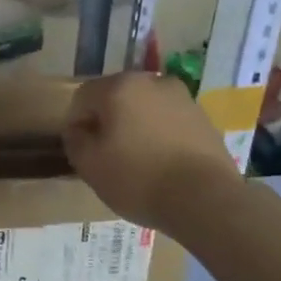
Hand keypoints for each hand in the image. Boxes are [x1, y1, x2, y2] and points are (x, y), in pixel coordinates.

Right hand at [63, 72, 238, 234]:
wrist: (205, 198)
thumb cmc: (138, 179)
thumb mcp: (90, 166)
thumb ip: (75, 140)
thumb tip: (77, 130)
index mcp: (120, 87)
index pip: (83, 97)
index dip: (76, 123)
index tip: (80, 150)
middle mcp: (152, 81)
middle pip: (116, 97)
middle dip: (107, 121)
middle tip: (106, 155)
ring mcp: (182, 98)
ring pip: (145, 108)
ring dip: (135, 126)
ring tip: (136, 161)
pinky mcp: (203, 118)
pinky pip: (169, 121)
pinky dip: (159, 135)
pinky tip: (162, 163)